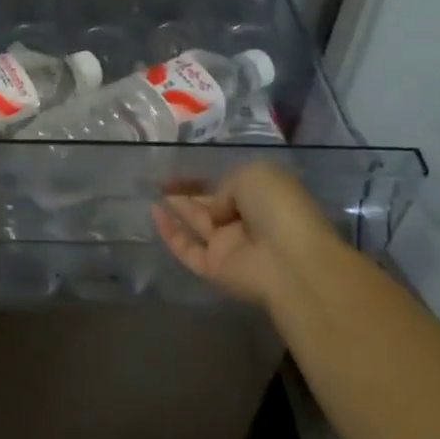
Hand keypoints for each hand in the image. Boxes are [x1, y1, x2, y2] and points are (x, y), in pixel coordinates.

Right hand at [152, 162, 347, 309]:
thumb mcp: (252, 174)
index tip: (183, 170)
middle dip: (188, 193)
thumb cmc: (277, 207)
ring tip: (150, 191)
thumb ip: (225, 186)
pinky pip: (187, 248)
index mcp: (262, 197)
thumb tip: (215, 209)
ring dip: (176, 210)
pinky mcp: (214, 268)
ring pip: (197, 225)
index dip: (208, 179)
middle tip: (160, 179)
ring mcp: (229, 246)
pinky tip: (154, 212)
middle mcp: (245, 221)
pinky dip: (170, 232)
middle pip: (211, 205)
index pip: (230, 186)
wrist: (289, 259)